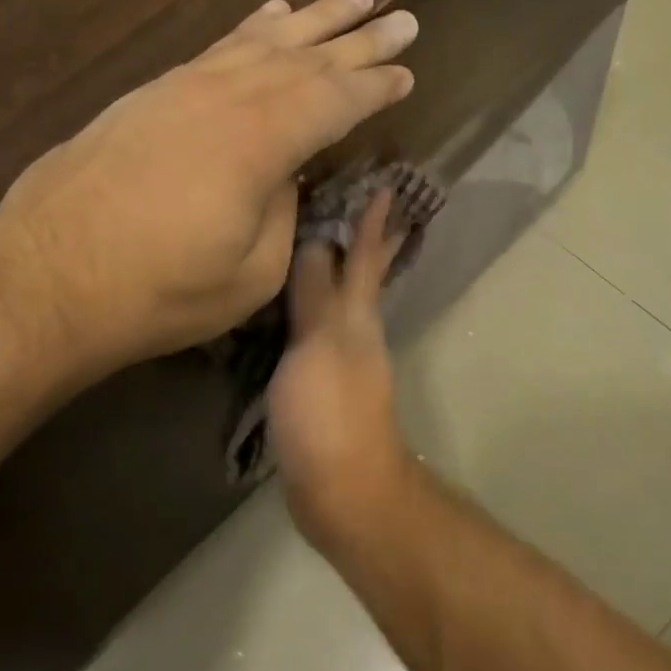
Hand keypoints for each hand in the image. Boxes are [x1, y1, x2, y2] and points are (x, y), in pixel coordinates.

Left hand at [0, 0, 416, 368]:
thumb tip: (285, 174)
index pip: (335, 101)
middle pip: (307, 59)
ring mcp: (181, 89)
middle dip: (360, 39)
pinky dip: (249, 30)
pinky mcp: (148, 96)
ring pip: (261, 42)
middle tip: (403, 19)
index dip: (377, 87)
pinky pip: (215, 49)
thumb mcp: (252, 273)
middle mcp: (225, 98)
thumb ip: (283, 212)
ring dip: (312, 19)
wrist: (45, 283)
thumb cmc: (160, 292)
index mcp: (259, 142)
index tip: (408, 72)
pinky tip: (269, 17)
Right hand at [269, 190, 417, 551]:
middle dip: (364, 241)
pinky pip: (314, 333)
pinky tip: (285, 308)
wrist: (342, 489)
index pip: (365, 256)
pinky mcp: (321, 387)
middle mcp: (355, 331)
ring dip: (330, 271)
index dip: (374, 221)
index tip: (385, 182)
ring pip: (338, 301)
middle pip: (361, 276)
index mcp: (358, 316)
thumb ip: (315, 295)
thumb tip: (314, 241)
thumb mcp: (319, 345)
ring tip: (309, 243)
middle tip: (358, 202)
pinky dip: (307, 310)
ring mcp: (341, 360)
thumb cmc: (330, 413)